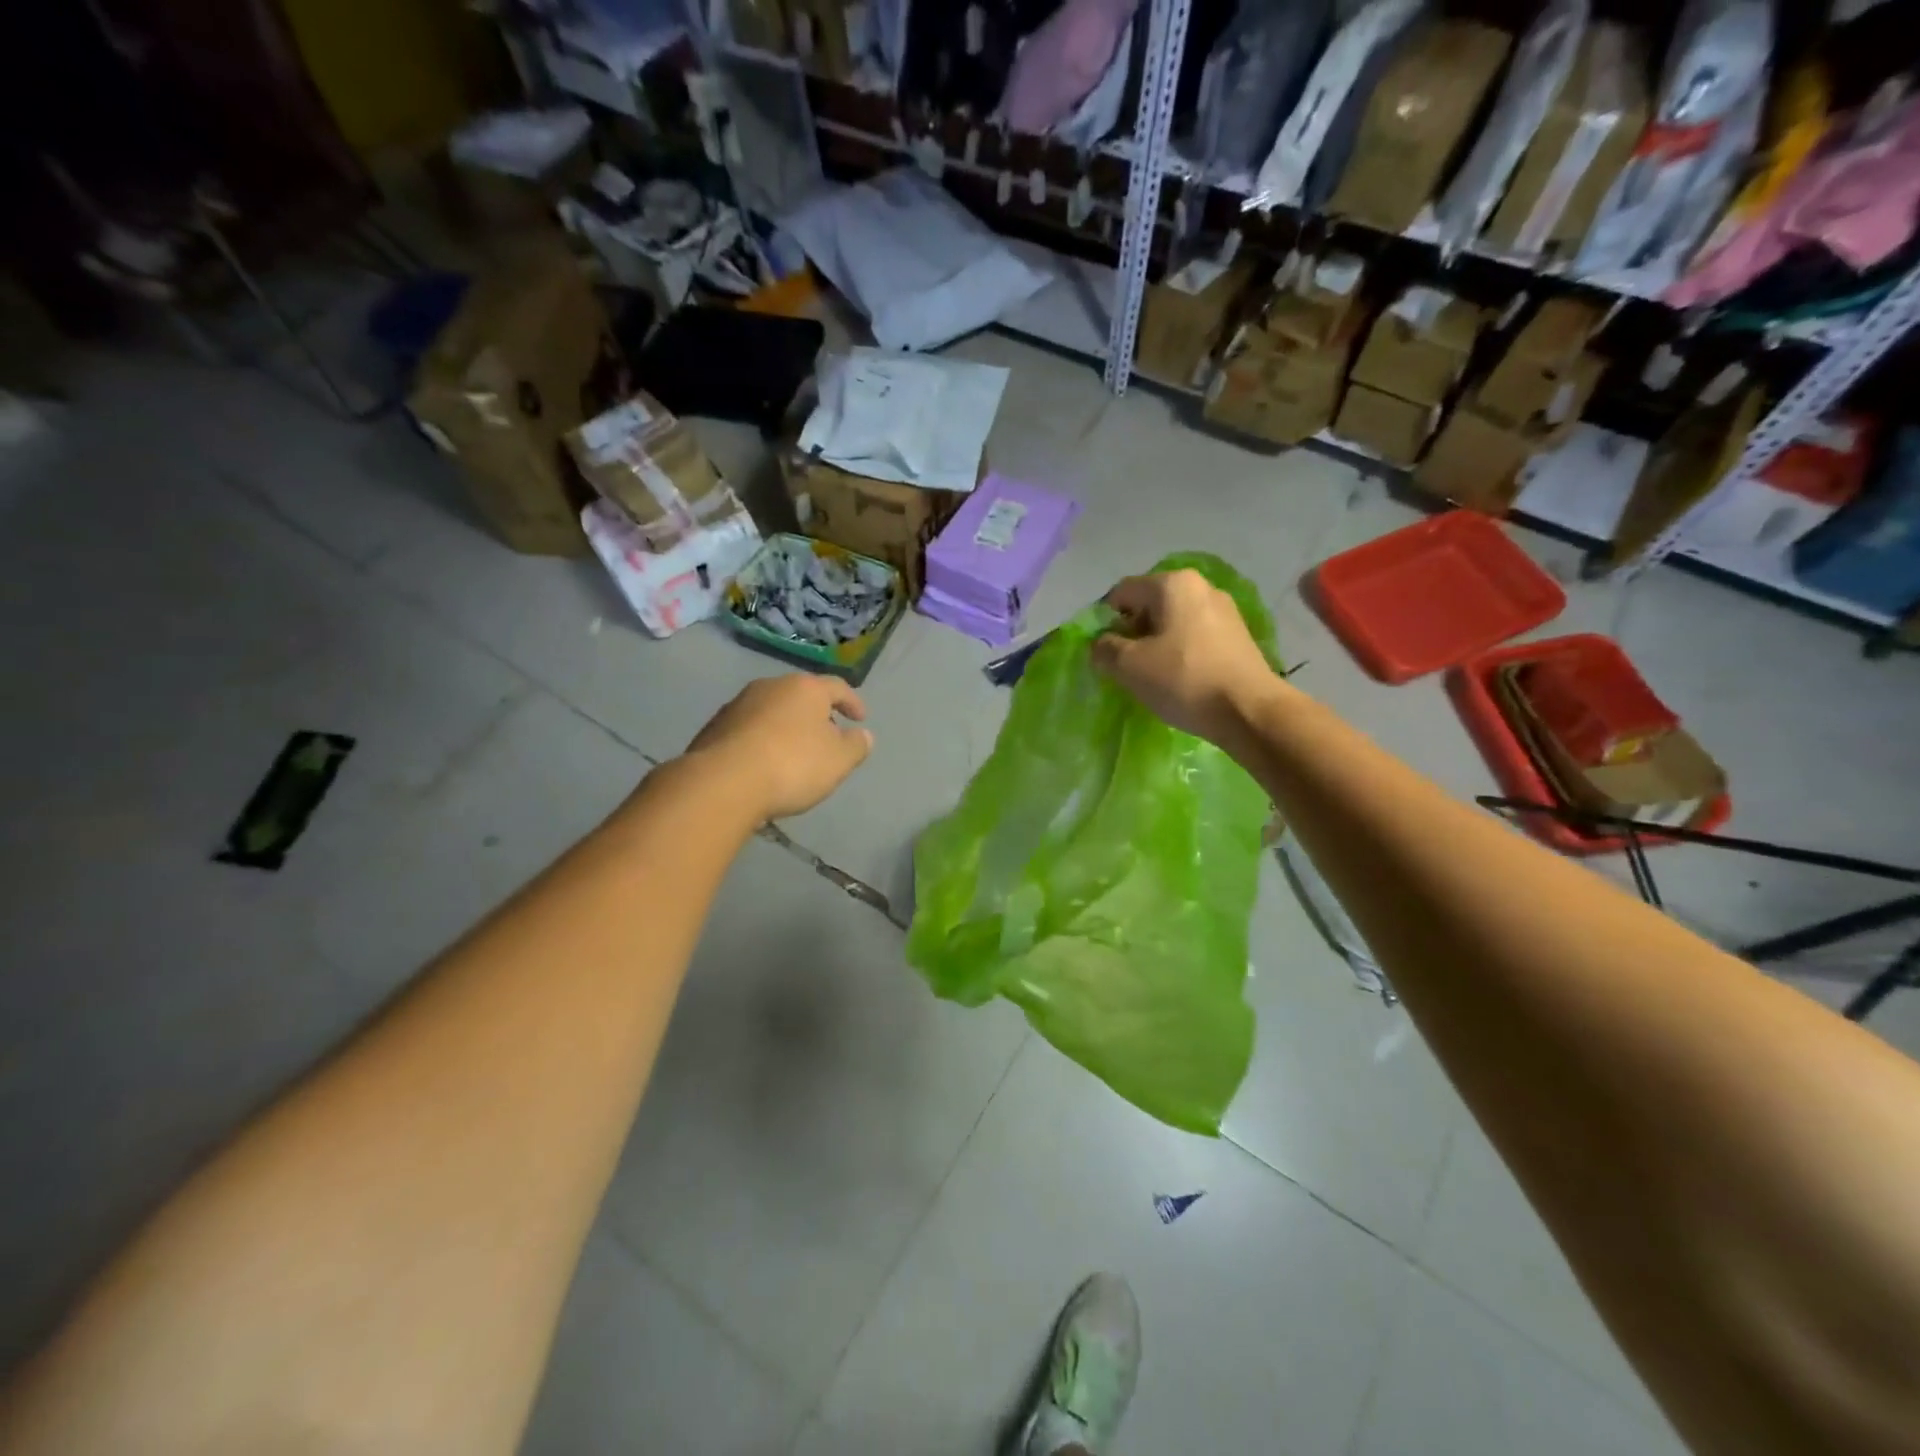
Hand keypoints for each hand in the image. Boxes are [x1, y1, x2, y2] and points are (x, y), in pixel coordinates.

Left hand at [684, 674, 872, 819]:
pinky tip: (764, 764)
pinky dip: (762, 742)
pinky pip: (748, 730)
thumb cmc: (792, 765)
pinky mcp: (714, 728)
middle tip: (827, 736)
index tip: (860, 719)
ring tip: (794, 753)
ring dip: (786, 728)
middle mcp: (770, 687)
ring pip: (772, 712)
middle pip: (801, 696)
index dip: (852, 702)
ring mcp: (737, 705)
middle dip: (816, 715)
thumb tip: (862, 735)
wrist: (723, 783)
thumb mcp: (839, 760)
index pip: (837, 687)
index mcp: (804, 688)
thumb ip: (856, 745)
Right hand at [1092, 570, 1281, 743]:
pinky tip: (1180, 677)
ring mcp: (1225, 610)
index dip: (1105, 620)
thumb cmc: (1183, 680)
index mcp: (1172, 583)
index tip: (1104, 651)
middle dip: (1133, 631)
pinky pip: (1196, 635)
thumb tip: (1101, 644)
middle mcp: (1201, 586)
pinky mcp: (1239, 635)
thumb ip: (1104, 649)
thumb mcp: (1128, 666)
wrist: (1249, 711)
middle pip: (1150, 604)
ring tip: (1153, 674)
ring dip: (1156, 643)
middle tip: (1126, 665)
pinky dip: (1181, 651)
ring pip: (1174, 620)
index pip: (1122, 592)